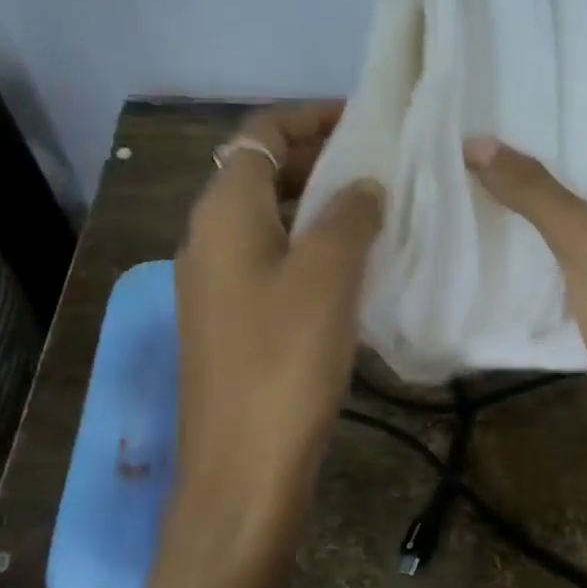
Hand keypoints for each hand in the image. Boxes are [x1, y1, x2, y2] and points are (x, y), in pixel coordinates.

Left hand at [170, 103, 383, 575]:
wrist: (242, 470)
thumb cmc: (285, 360)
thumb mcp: (328, 274)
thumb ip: (349, 214)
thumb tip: (363, 186)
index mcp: (223, 212)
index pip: (261, 133)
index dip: (311, 117)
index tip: (365, 122)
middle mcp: (208, 237)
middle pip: (260, 171)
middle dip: (318, 159)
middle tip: (379, 166)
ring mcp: (213, 282)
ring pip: (267, 218)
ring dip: (315, 206)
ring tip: (374, 210)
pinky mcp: (227, 320)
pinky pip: (269, 260)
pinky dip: (307, 247)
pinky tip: (351, 268)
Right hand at [465, 104, 586, 543]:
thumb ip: (536, 191)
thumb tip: (477, 141)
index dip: (582, 103)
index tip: (522, 93)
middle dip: (546, 152)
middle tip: (480, 135)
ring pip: (579, 220)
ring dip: (536, 203)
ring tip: (473, 180)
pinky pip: (569, 264)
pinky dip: (537, 250)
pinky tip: (492, 245)